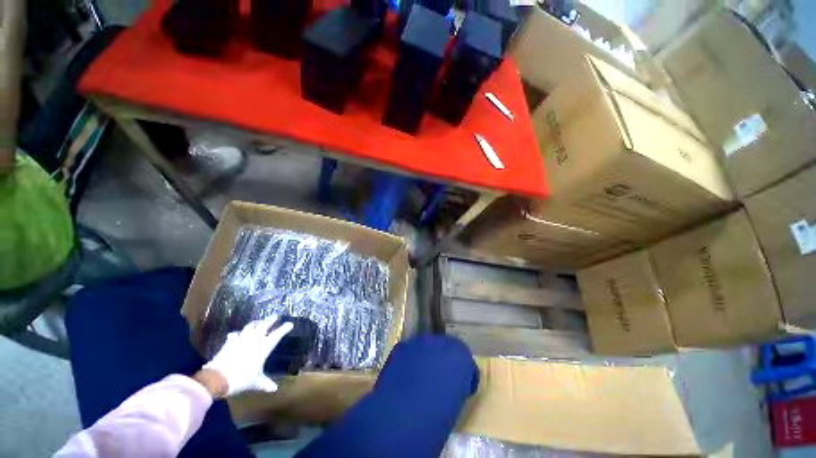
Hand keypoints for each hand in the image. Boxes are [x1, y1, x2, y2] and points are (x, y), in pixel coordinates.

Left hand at [202, 316, 293, 396]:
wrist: (218, 378)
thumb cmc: (241, 379)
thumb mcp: (256, 382)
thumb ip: (265, 383)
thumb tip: (274, 389)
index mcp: (264, 347)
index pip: (277, 334)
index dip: (284, 328)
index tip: (290, 324)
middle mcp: (254, 339)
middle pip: (264, 325)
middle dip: (271, 320)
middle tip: (275, 316)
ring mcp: (241, 339)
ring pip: (250, 326)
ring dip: (255, 323)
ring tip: (258, 322)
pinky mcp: (229, 342)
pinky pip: (235, 334)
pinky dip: (237, 333)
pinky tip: (237, 334)